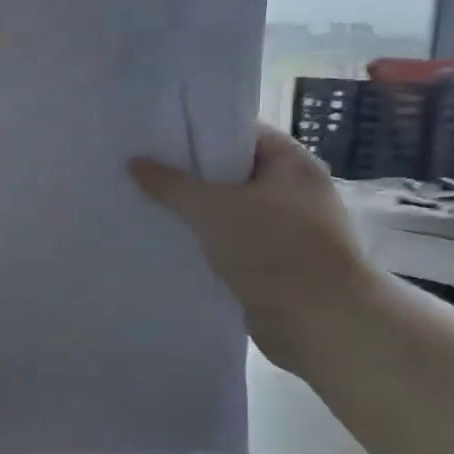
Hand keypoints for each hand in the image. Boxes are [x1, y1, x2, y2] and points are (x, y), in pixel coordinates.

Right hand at [129, 125, 377, 373]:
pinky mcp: (275, 262)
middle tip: (145, 170)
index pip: (240, 133)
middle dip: (191, 174)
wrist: (319, 321)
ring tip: (148, 204)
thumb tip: (134, 162)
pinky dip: (206, 242)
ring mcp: (287, 229)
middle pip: (233, 172)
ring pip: (230, 210)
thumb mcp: (213, 208)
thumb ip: (171, 184)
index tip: (160, 135)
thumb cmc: (273, 248)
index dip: (200, 132)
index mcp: (291, 162)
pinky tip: (170, 242)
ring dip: (196, 212)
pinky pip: (232, 241)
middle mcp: (293, 190)